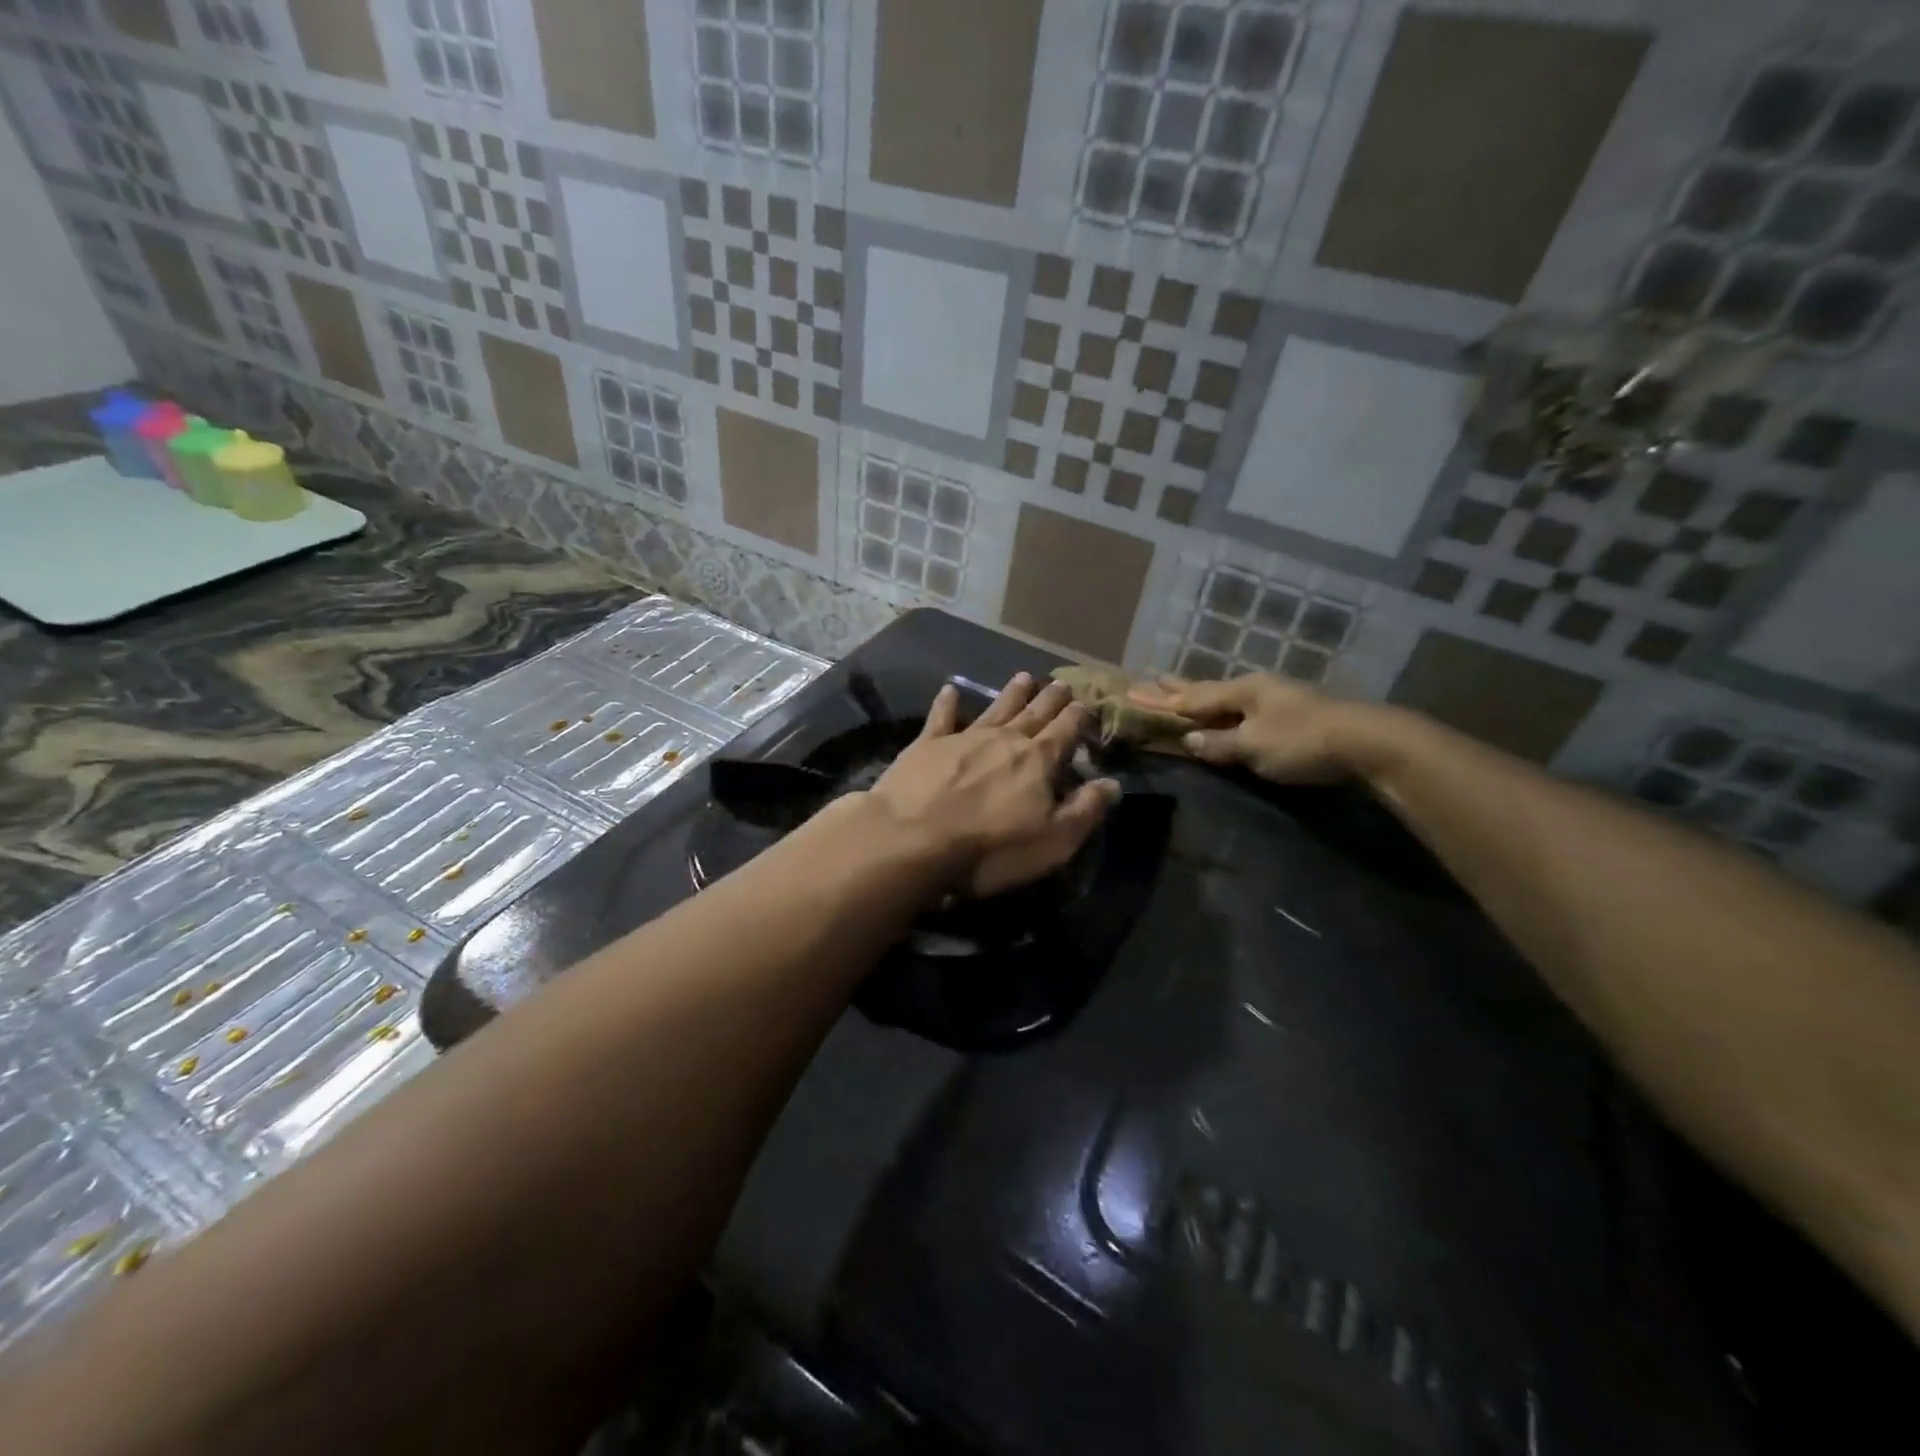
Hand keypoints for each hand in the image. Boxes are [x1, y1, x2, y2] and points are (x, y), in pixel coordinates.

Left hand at [870, 674, 1119, 897]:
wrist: (912, 839)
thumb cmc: (990, 849)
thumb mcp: (1052, 842)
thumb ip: (1084, 810)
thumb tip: (1112, 783)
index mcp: (1038, 761)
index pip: (1065, 731)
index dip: (1078, 717)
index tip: (1086, 704)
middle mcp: (1004, 740)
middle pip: (1034, 713)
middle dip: (1050, 699)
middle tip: (1062, 683)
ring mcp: (963, 738)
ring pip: (995, 708)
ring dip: (1011, 694)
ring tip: (1024, 677)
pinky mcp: (926, 745)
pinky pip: (941, 717)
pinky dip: (947, 703)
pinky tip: (950, 690)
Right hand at [1128, 674, 1370, 783]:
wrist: (1367, 742)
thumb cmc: (1303, 741)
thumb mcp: (1255, 747)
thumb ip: (1220, 743)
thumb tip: (1189, 740)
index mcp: (1241, 691)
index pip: (1191, 698)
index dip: (1161, 699)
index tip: (1132, 692)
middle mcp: (1254, 688)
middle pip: (1207, 689)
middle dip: (1178, 688)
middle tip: (1153, 679)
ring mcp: (1275, 698)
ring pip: (1226, 696)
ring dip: (1200, 695)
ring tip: (1182, 687)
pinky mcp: (1291, 713)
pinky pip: (1242, 707)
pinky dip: (1222, 707)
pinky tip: (1226, 707)